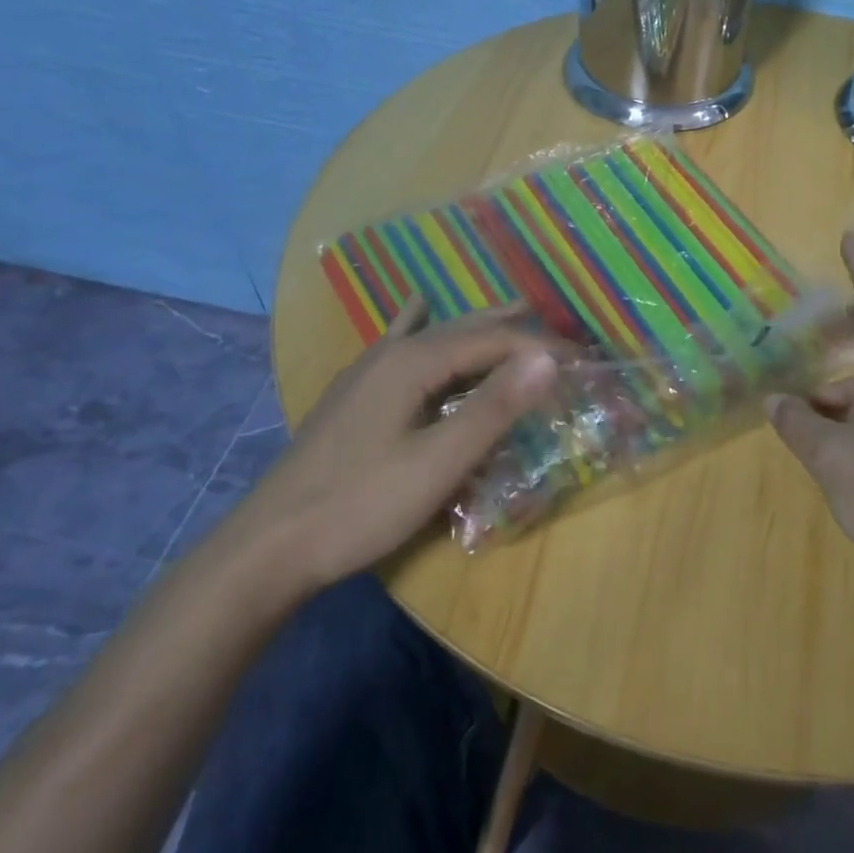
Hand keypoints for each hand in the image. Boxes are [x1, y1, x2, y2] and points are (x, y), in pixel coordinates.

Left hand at [225, 299, 560, 592]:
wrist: (269, 548)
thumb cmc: (360, 506)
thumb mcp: (438, 463)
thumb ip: (494, 408)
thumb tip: (548, 356)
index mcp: (414, 362)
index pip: (494, 340)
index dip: (543, 347)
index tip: (584, 360)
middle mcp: (391, 352)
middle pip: (466, 329)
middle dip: (517, 329)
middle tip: (562, 337)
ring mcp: (367, 371)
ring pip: (436, 334)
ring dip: (480, 327)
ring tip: (516, 314)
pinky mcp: (355, 393)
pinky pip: (400, 343)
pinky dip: (420, 323)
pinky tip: (417, 304)